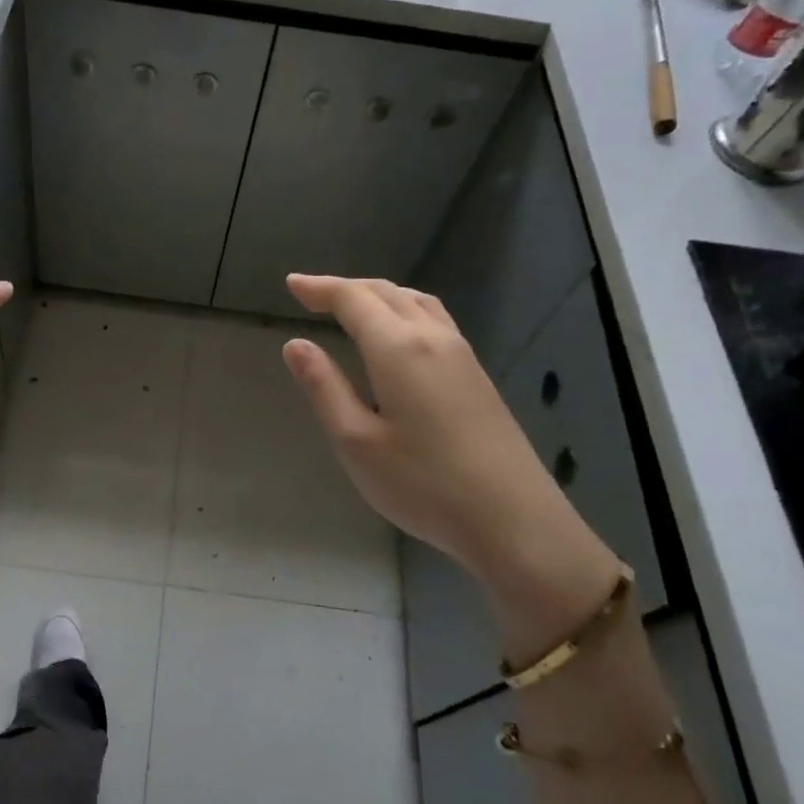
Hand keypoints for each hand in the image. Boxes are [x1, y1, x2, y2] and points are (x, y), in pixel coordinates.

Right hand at [280, 274, 619, 638]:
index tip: (291, 284)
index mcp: (398, 349)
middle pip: (386, 292)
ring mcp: (461, 355)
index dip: (320, 288)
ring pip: (416, 302)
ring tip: (353, 305)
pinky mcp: (477, 375)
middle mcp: (432, 338)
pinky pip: (435, 320)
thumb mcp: (356, 441)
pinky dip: (404, 309)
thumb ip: (324, 388)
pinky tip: (400, 333)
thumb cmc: (423, 484)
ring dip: (379, 294)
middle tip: (312, 294)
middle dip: (346, 288)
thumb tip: (296, 345)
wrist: (512, 519)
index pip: (353, 300)